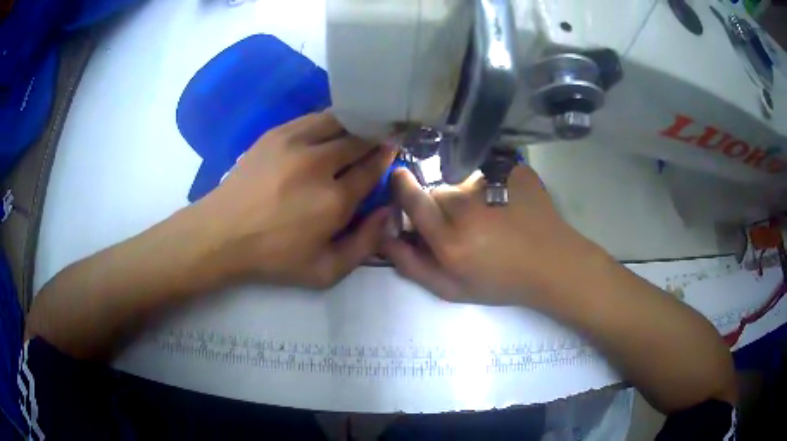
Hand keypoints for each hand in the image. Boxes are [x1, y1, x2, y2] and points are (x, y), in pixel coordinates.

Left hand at [194, 111, 396, 288]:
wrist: (222, 234)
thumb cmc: (273, 257)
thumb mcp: (325, 271)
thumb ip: (364, 245)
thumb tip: (387, 213)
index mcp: (335, 200)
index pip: (372, 168)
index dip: (386, 157)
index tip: (392, 150)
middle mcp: (319, 164)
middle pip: (360, 139)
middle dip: (375, 136)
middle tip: (380, 136)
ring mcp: (295, 144)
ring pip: (338, 121)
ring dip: (354, 123)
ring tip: (359, 127)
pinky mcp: (276, 134)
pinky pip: (313, 117)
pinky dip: (329, 120)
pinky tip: (330, 127)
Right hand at [381, 166, 601, 305]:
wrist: (552, 264)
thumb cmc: (502, 282)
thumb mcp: (452, 289)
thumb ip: (412, 265)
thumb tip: (385, 236)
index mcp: (449, 240)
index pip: (411, 198)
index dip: (401, 185)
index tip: (400, 179)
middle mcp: (466, 206)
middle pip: (437, 189)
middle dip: (439, 202)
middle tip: (461, 222)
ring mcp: (492, 183)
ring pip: (461, 179)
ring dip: (466, 193)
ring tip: (489, 214)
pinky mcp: (512, 170)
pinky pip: (487, 170)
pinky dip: (489, 182)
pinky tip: (506, 203)